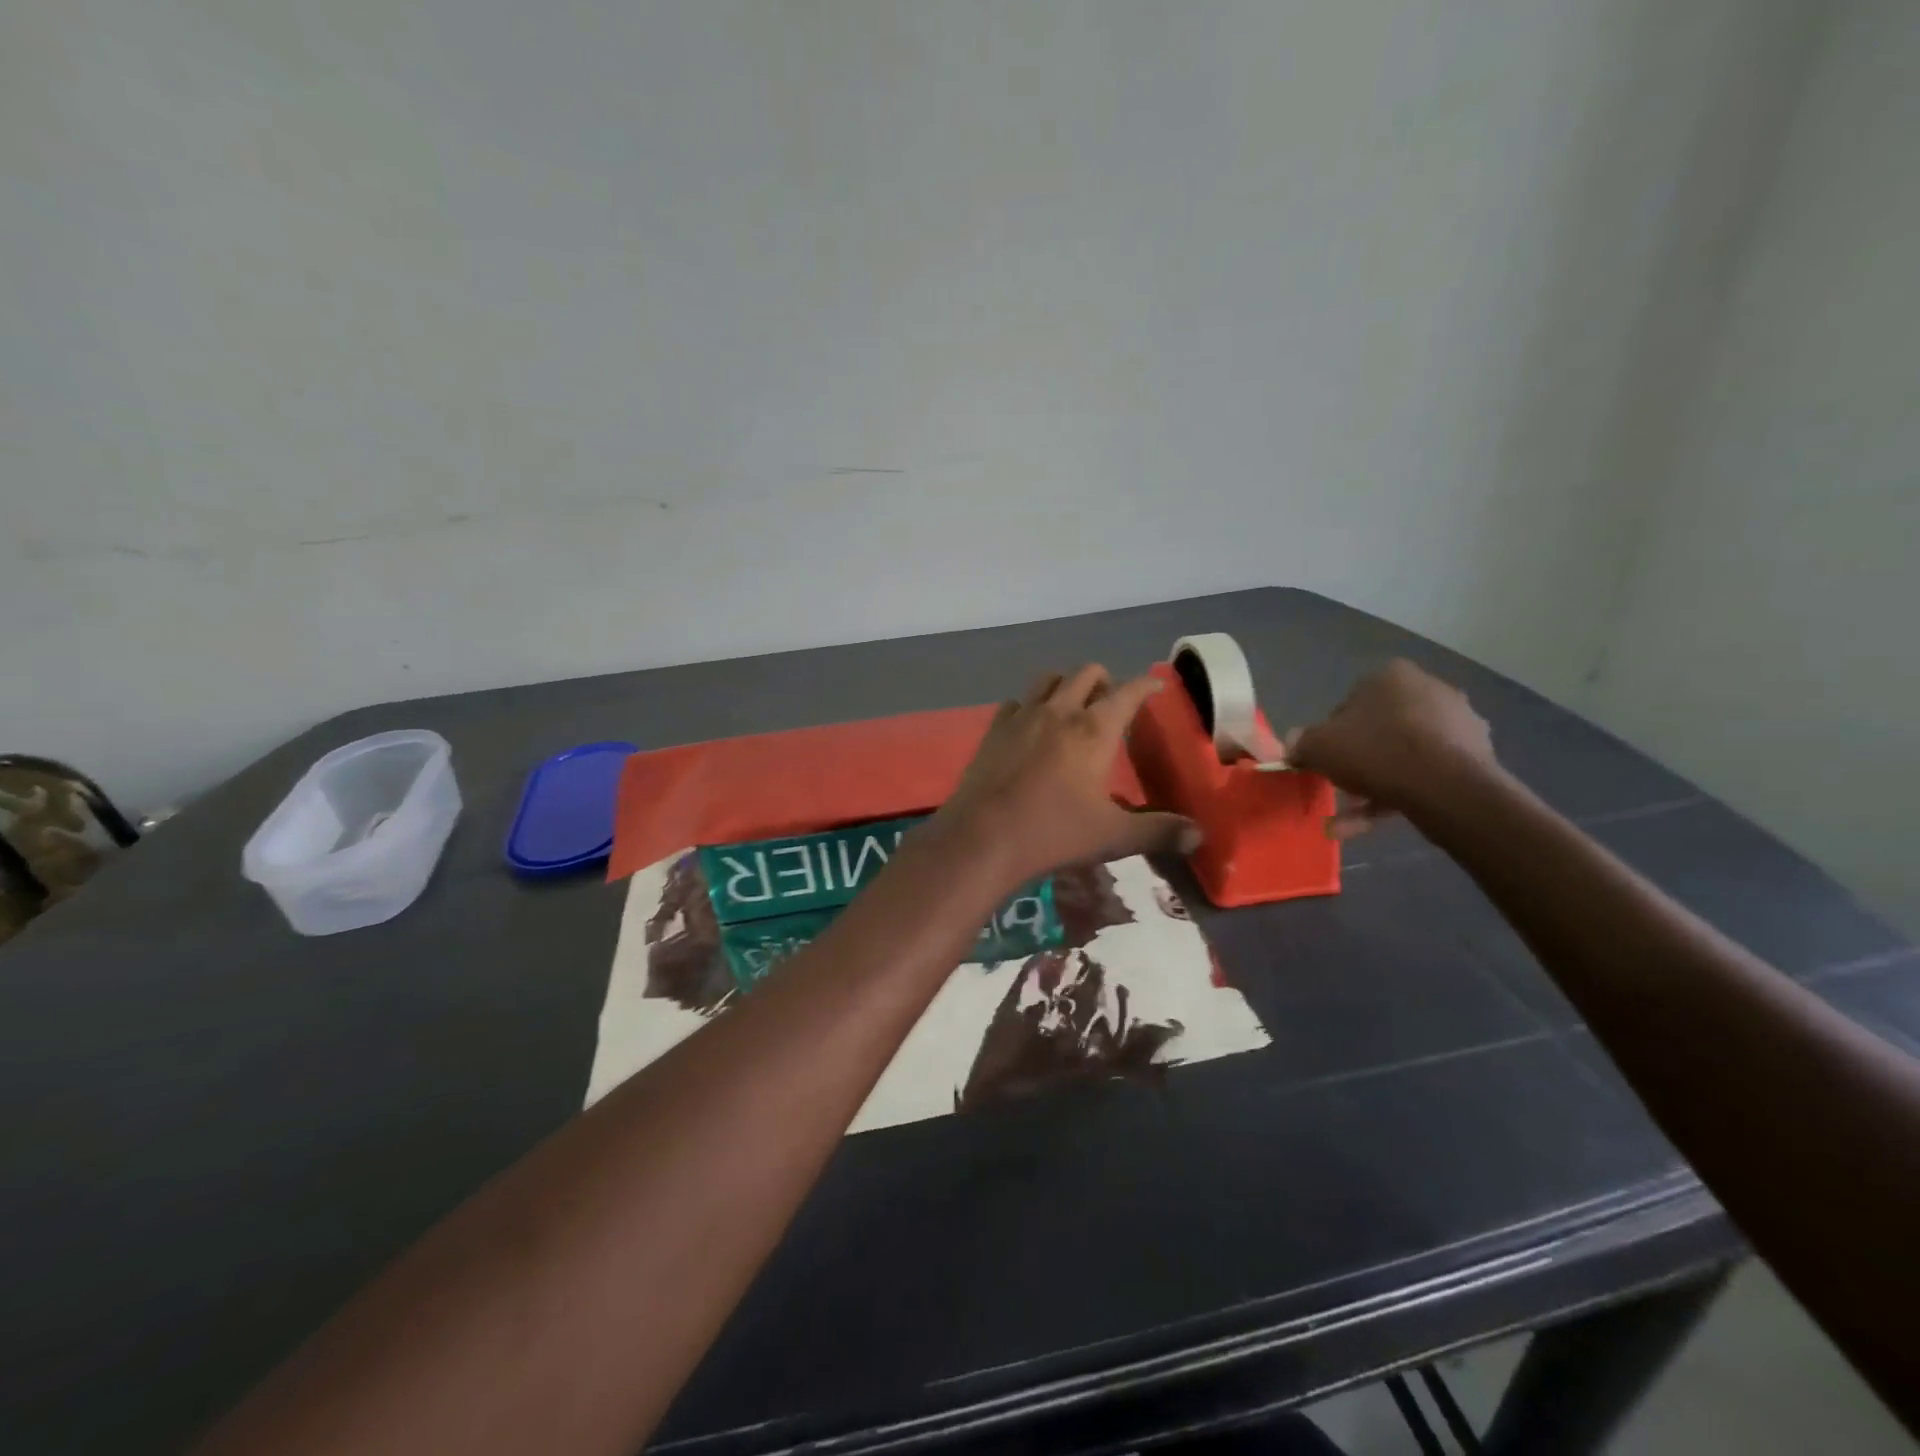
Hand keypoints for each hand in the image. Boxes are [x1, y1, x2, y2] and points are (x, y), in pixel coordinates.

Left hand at [935, 665, 1201, 886]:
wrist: (982, 838)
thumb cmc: (1053, 833)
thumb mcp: (1113, 837)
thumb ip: (1158, 832)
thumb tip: (1199, 834)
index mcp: (1094, 731)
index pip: (1128, 692)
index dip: (1147, 685)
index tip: (1156, 685)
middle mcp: (1059, 712)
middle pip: (1086, 673)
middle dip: (1105, 680)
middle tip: (1112, 702)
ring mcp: (1021, 717)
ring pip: (1048, 679)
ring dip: (1066, 684)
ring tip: (1073, 706)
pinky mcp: (993, 730)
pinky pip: (1016, 703)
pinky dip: (1029, 706)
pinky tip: (1030, 726)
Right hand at [1287, 659, 1496, 837]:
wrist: (1446, 787)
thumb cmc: (1375, 751)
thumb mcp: (1318, 746)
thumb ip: (1301, 742)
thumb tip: (1294, 743)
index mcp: (1391, 676)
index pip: (1349, 704)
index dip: (1331, 735)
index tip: (1324, 759)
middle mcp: (1429, 690)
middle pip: (1379, 729)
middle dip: (1357, 761)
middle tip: (1339, 786)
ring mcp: (1458, 724)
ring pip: (1402, 756)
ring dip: (1373, 786)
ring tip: (1346, 821)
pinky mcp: (1475, 758)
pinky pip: (1425, 775)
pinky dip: (1397, 797)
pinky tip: (1370, 826)